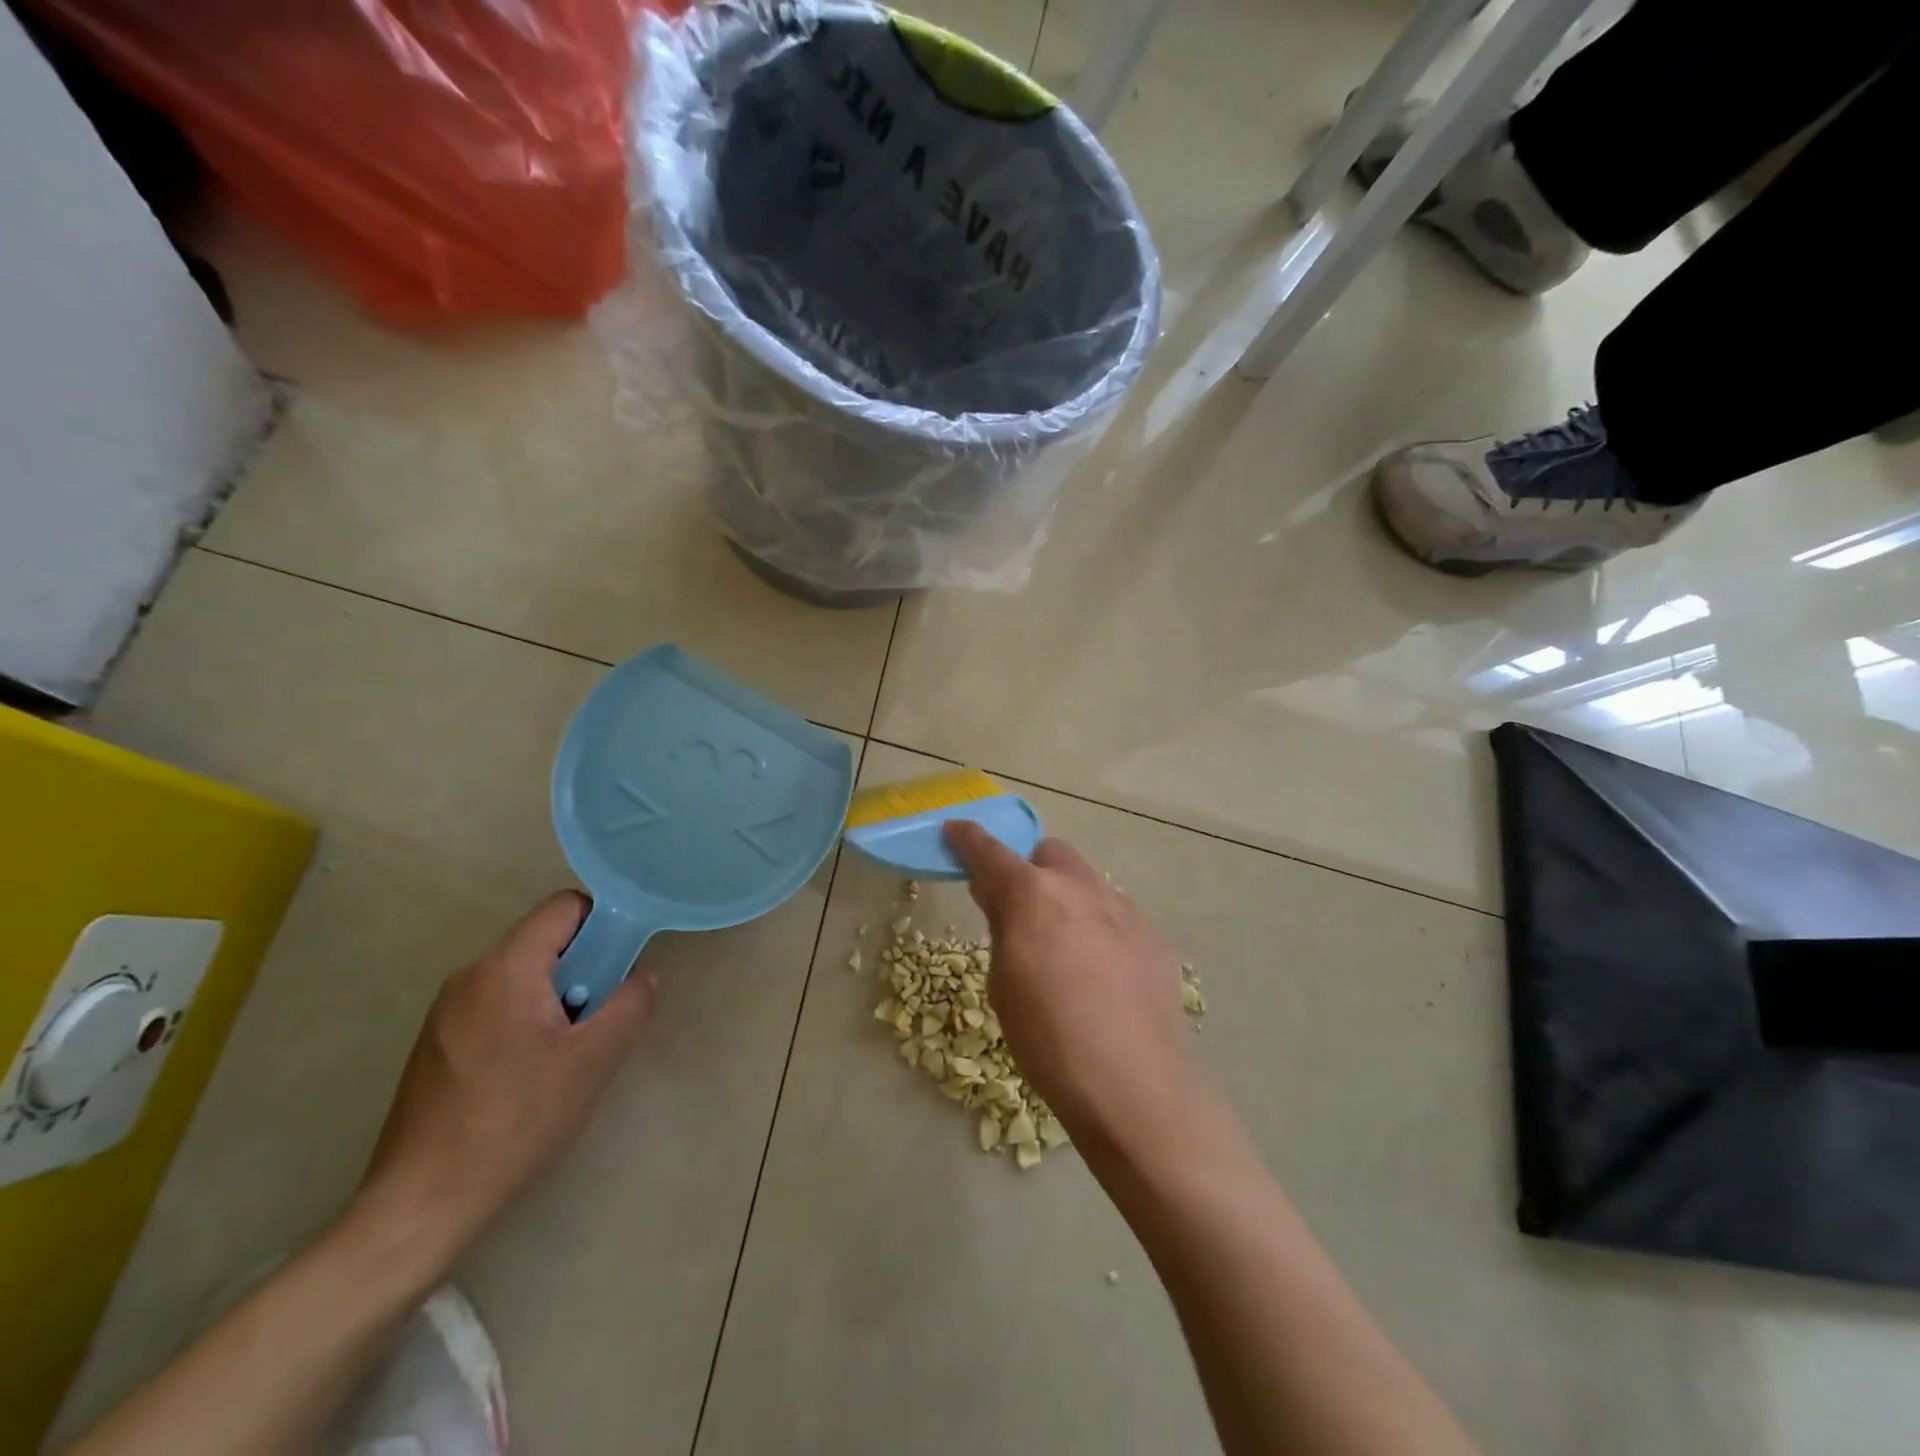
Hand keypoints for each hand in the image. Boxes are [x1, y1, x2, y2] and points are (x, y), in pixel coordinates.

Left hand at [354, 892, 654, 1263]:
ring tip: (566, 1056)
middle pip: (544, 943)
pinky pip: (496, 1007)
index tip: (620, 966)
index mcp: (505, 968)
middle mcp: (469, 976)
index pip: (564, 907)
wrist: (422, 1203)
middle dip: (583, 970)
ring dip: (556, 1000)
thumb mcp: (595, 1059)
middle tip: (598, 1020)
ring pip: (522, 978)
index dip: (604, 923)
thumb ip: (630, 1003)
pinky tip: (529, 1077)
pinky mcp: (435, 1044)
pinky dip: (525, 1022)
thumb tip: (641, 976)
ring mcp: (446, 1012)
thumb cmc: (517, 1120)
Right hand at [943, 822, 1198, 1150]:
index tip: (955, 830)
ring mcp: (1123, 908)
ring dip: (1067, 897)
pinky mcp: (1152, 935)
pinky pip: (1115, 914)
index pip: (991, 852)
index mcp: (1033, 896)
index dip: (968, 839)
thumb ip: (1002, 928)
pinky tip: (1102, 971)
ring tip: (1065, 947)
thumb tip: (999, 896)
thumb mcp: (1004, 984)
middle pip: (1050, 852)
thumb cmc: (1049, 1039)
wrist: (1134, 1083)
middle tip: (1020, 908)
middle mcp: (1081, 888)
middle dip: (1030, 869)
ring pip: (1087, 881)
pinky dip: (1098, 925)